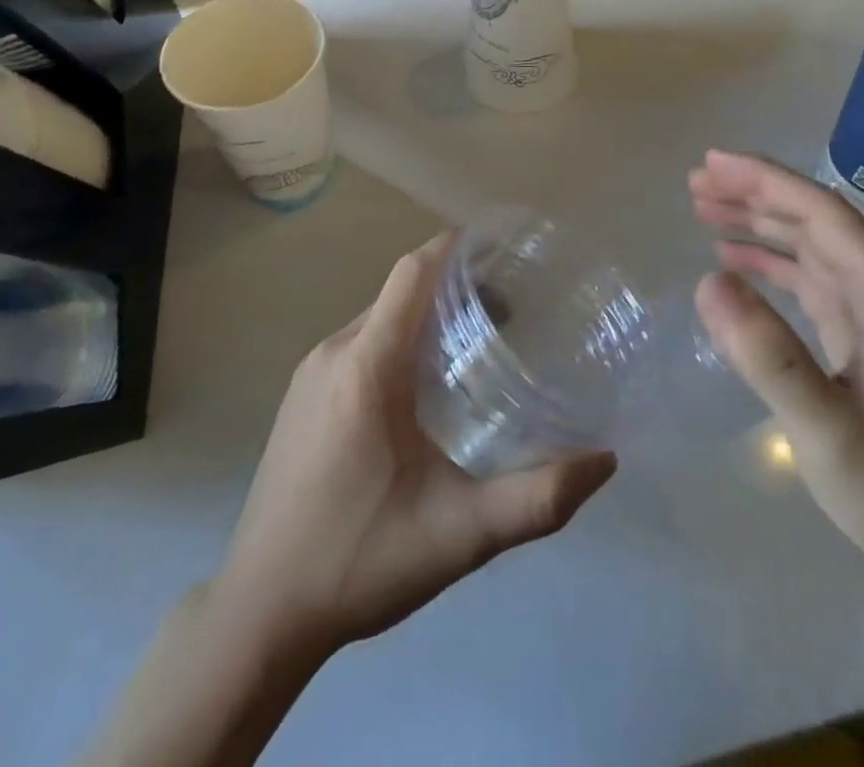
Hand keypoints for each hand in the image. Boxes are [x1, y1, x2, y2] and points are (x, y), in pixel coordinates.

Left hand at [211, 232, 617, 655]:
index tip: (507, 251)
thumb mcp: (460, 534)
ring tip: (481, 343)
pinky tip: (429, 385)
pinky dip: (401, 338)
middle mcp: (334, 352)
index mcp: (366, 364)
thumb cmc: (359, 560)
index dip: (459, 248)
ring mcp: (311, 374)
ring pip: (381, 316)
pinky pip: (361, 342)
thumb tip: (604, 461)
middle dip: (457, 285)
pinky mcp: (303, 397)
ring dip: (429, 314)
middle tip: (514, 309)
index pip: (414, 272)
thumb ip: (538, 498)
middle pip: (402, 290)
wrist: (258, 615)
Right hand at [689, 151, 863, 596]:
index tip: (712, 163)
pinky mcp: (863, 337)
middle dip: (755, 193)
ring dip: (758, 222)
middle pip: (815, 220)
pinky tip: (733, 260)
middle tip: (695, 182)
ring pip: (809, 245)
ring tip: (702, 208)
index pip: (824, 214)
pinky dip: (769, 263)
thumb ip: (768, 358)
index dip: (767, 181)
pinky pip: (809, 280)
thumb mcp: (830, 434)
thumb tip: (707, 282)